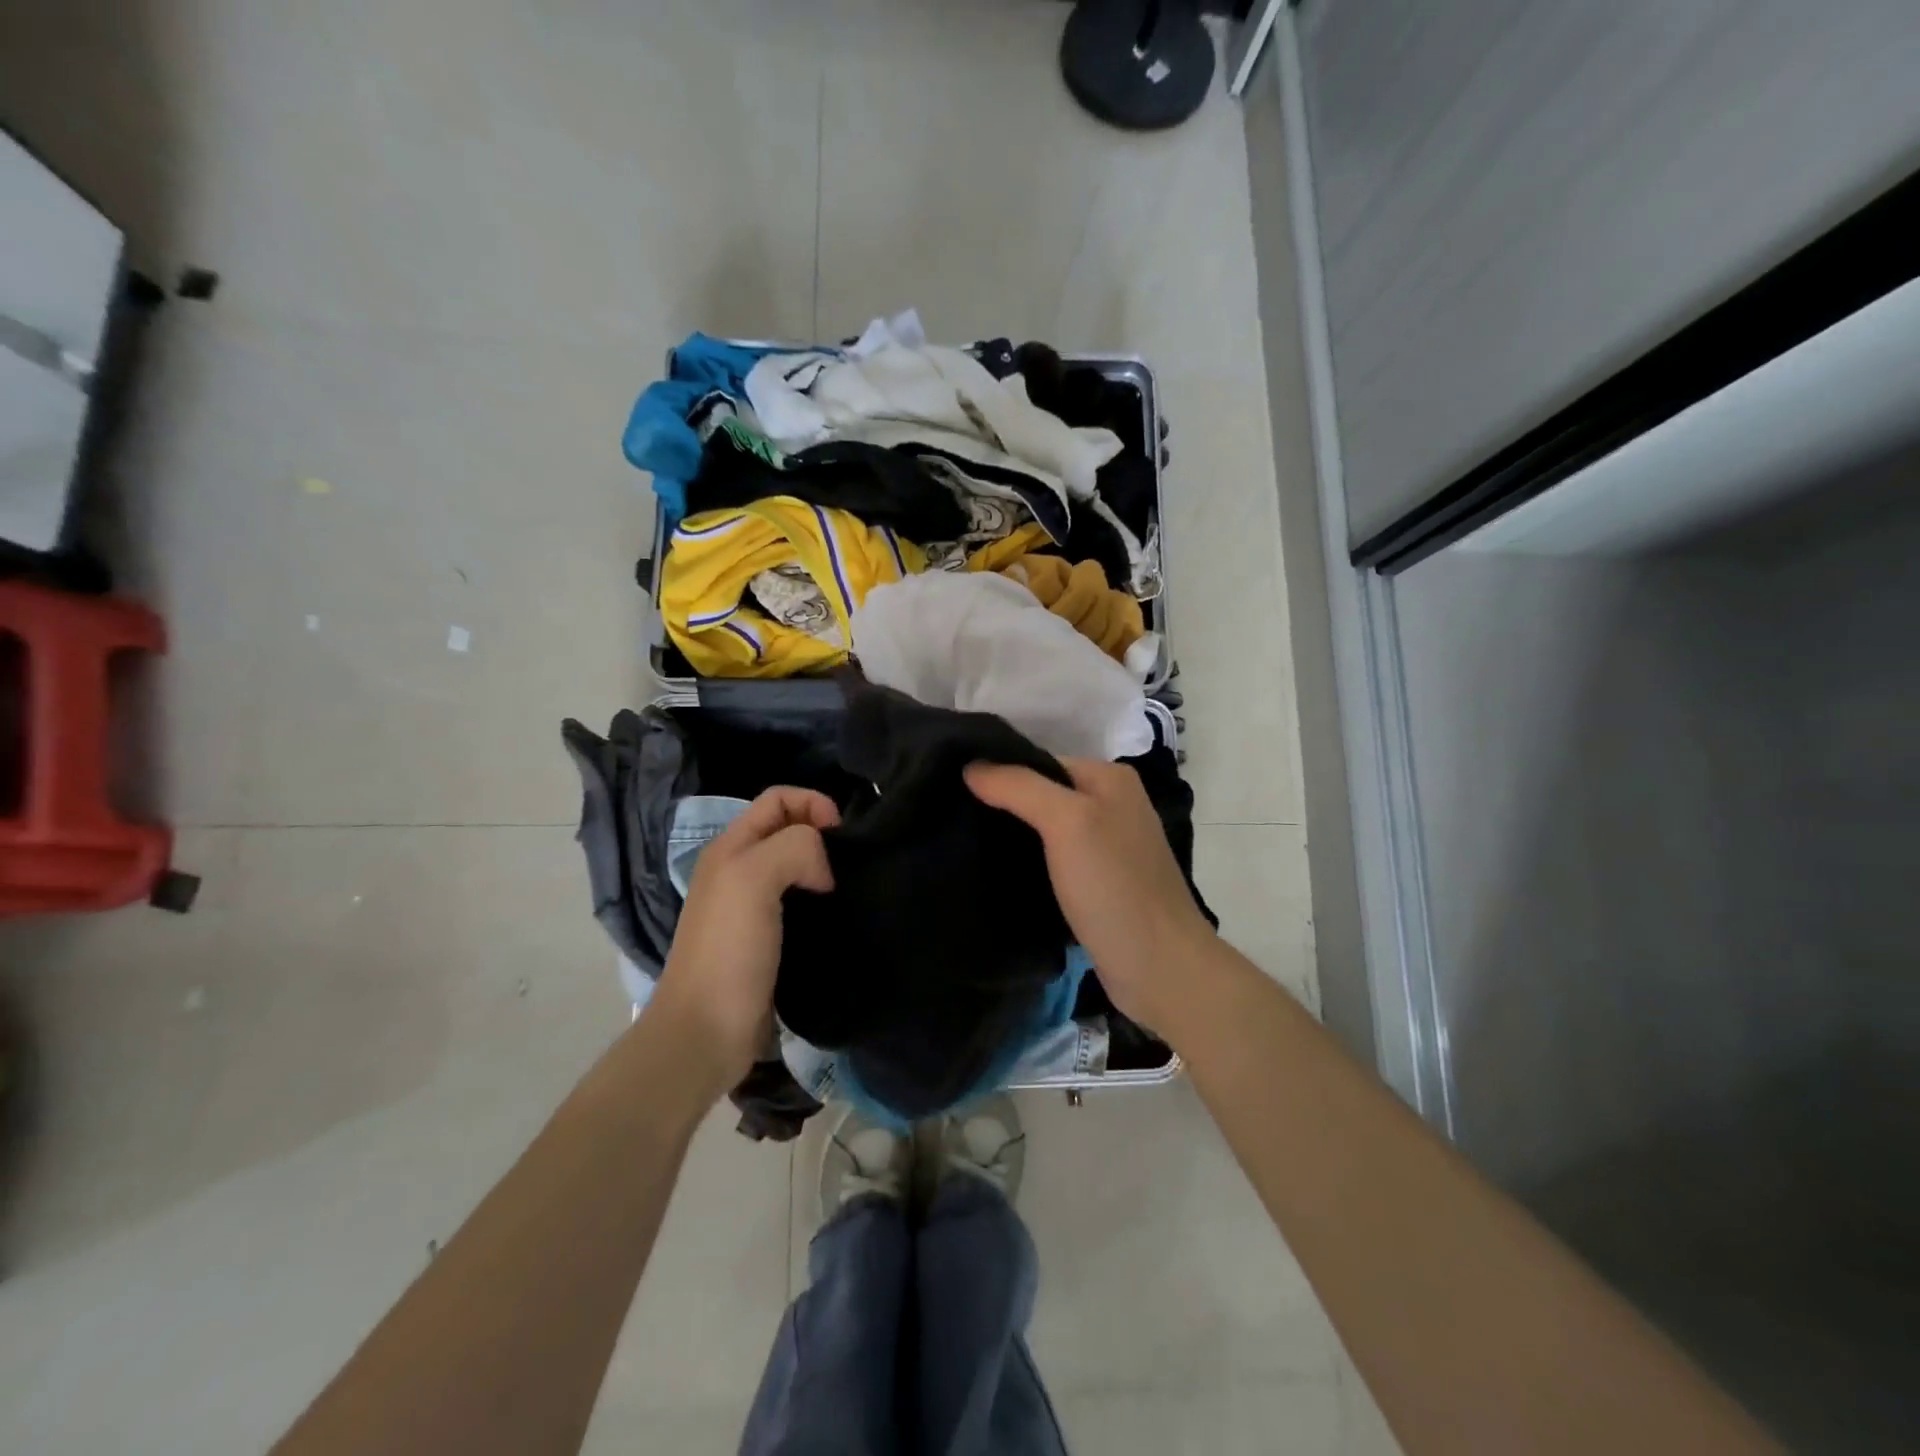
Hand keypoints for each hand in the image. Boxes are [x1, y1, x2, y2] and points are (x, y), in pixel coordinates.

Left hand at [654, 786, 838, 1093]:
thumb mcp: (753, 878)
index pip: (777, 798)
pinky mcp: (769, 941)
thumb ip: (794, 848)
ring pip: (798, 868)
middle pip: (789, 830)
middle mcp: (739, 871)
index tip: (841, 833)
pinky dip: (823, 903)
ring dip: (825, 870)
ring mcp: (753, 908)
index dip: (812, 803)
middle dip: (822, 834)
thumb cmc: (728, 950)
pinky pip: (802, 905)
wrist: (706, 1032)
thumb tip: (824, 870)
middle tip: (849, 862)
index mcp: (730, 848)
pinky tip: (839, 916)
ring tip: (850, 887)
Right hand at [965, 757, 1214, 1031]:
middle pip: (1043, 794)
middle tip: (954, 819)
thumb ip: (1019, 787)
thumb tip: (972, 765)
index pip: (1040, 761)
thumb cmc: (1114, 885)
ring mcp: (1108, 847)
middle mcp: (1112, 805)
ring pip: (1046, 830)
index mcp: (1110, 778)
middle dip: (1003, 806)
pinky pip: (1054, 862)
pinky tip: (999, 875)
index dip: (1000, 773)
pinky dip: (1029, 865)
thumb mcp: (1067, 822)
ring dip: (1013, 837)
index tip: (955, 791)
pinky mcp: (1099, 884)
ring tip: (965, 845)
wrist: (1159, 967)